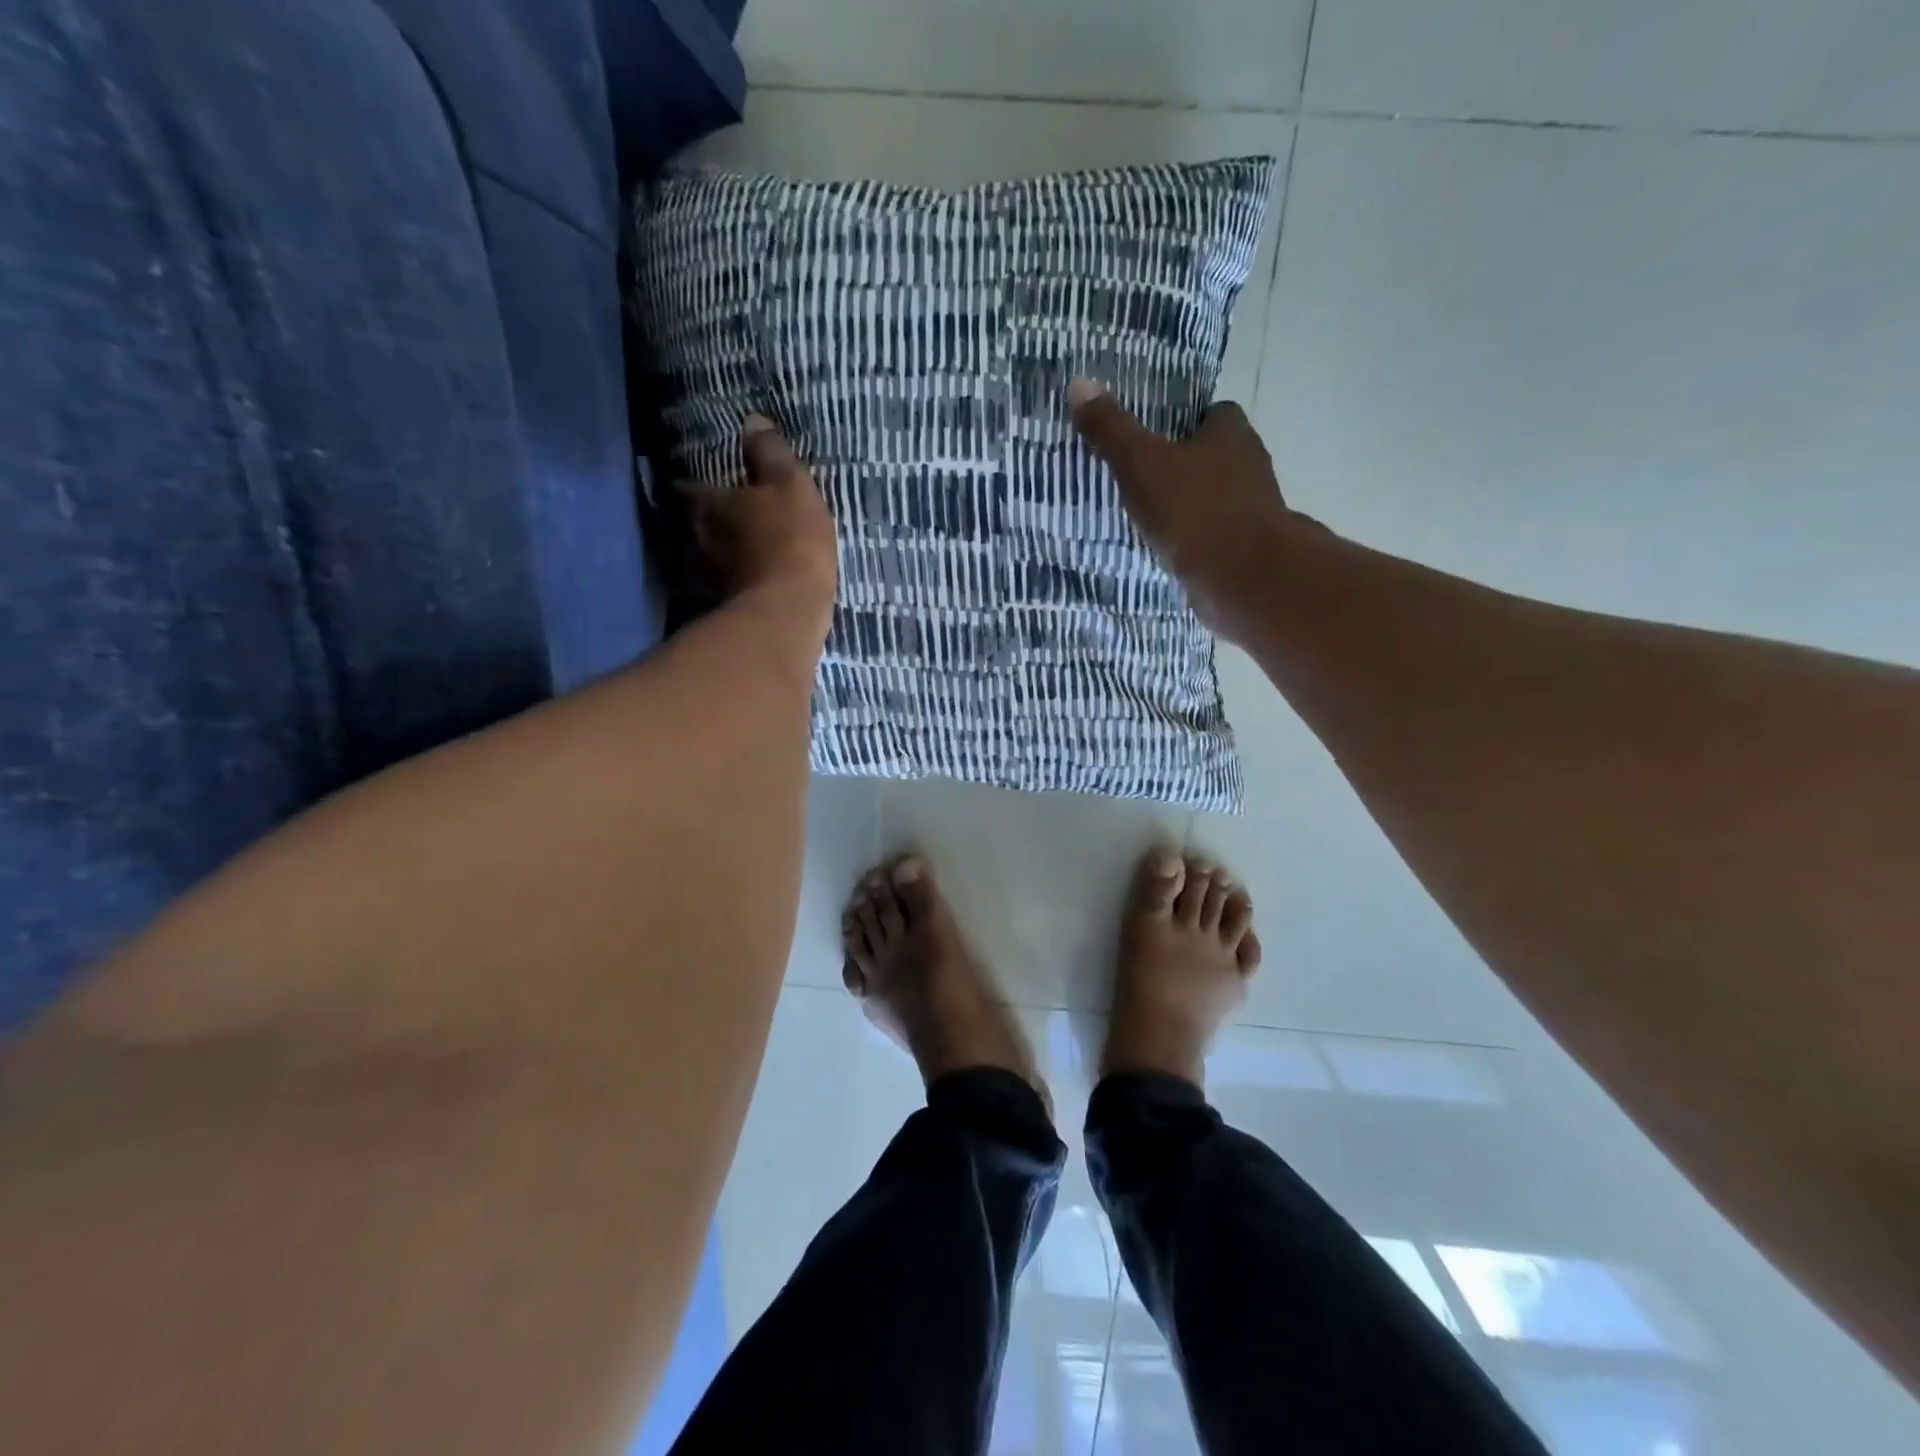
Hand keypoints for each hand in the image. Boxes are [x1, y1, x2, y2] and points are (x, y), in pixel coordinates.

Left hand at [683, 414, 837, 645]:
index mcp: (708, 505)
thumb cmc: (789, 542)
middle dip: (710, 521)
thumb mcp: (790, 487)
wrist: (786, 614)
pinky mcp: (722, 610)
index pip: (689, 488)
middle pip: (696, 525)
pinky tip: (750, 585)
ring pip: (708, 559)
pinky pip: (725, 589)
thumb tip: (752, 421)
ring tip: (742, 552)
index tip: (705, 484)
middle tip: (729, 517)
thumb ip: (770, 455)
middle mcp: (696, 540)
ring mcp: (705, 580)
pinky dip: (734, 584)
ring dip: (721, 555)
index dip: (697, 485)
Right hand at [1068, 379, 1315, 634]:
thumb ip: (1111, 429)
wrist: (1244, 579)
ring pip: (1214, 498)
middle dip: (1183, 465)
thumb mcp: (1141, 464)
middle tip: (1141, 477)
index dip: (1183, 422)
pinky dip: (1193, 541)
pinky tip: (1167, 551)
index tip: (1153, 436)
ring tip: (1147, 517)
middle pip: (1214, 456)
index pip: (1212, 414)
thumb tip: (1079, 383)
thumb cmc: (1194, 510)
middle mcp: (1250, 465)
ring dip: (1188, 506)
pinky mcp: (1247, 549)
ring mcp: (1252, 510)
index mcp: (1231, 433)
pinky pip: (1213, 536)